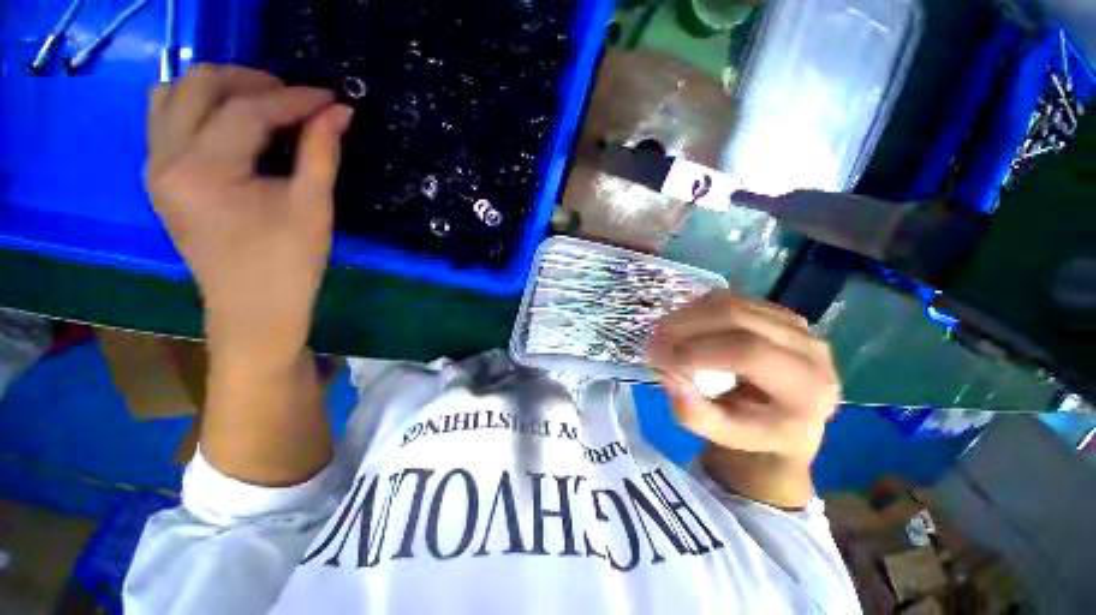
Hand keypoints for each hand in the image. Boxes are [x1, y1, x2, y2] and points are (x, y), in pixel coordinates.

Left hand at [145, 65, 353, 365]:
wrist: (254, 309)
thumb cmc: (290, 264)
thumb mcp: (314, 207)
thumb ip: (322, 152)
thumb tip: (339, 112)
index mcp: (204, 171)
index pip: (248, 111)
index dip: (295, 98)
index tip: (330, 98)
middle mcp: (166, 159)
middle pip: (199, 85)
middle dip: (253, 81)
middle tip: (297, 99)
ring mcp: (155, 167)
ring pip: (174, 94)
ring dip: (221, 88)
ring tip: (264, 104)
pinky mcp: (160, 177)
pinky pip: (167, 118)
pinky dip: (200, 106)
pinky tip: (233, 124)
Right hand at [646, 291, 839, 463]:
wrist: (784, 419)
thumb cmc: (754, 433)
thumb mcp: (722, 435)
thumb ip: (695, 413)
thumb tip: (669, 376)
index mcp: (806, 389)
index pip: (748, 353)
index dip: (696, 351)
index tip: (657, 357)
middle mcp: (810, 348)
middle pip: (737, 317)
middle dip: (685, 324)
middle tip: (653, 337)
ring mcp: (794, 324)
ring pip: (730, 302)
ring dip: (687, 314)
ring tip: (662, 332)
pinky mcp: (775, 311)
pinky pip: (729, 299)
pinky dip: (697, 309)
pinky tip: (682, 325)